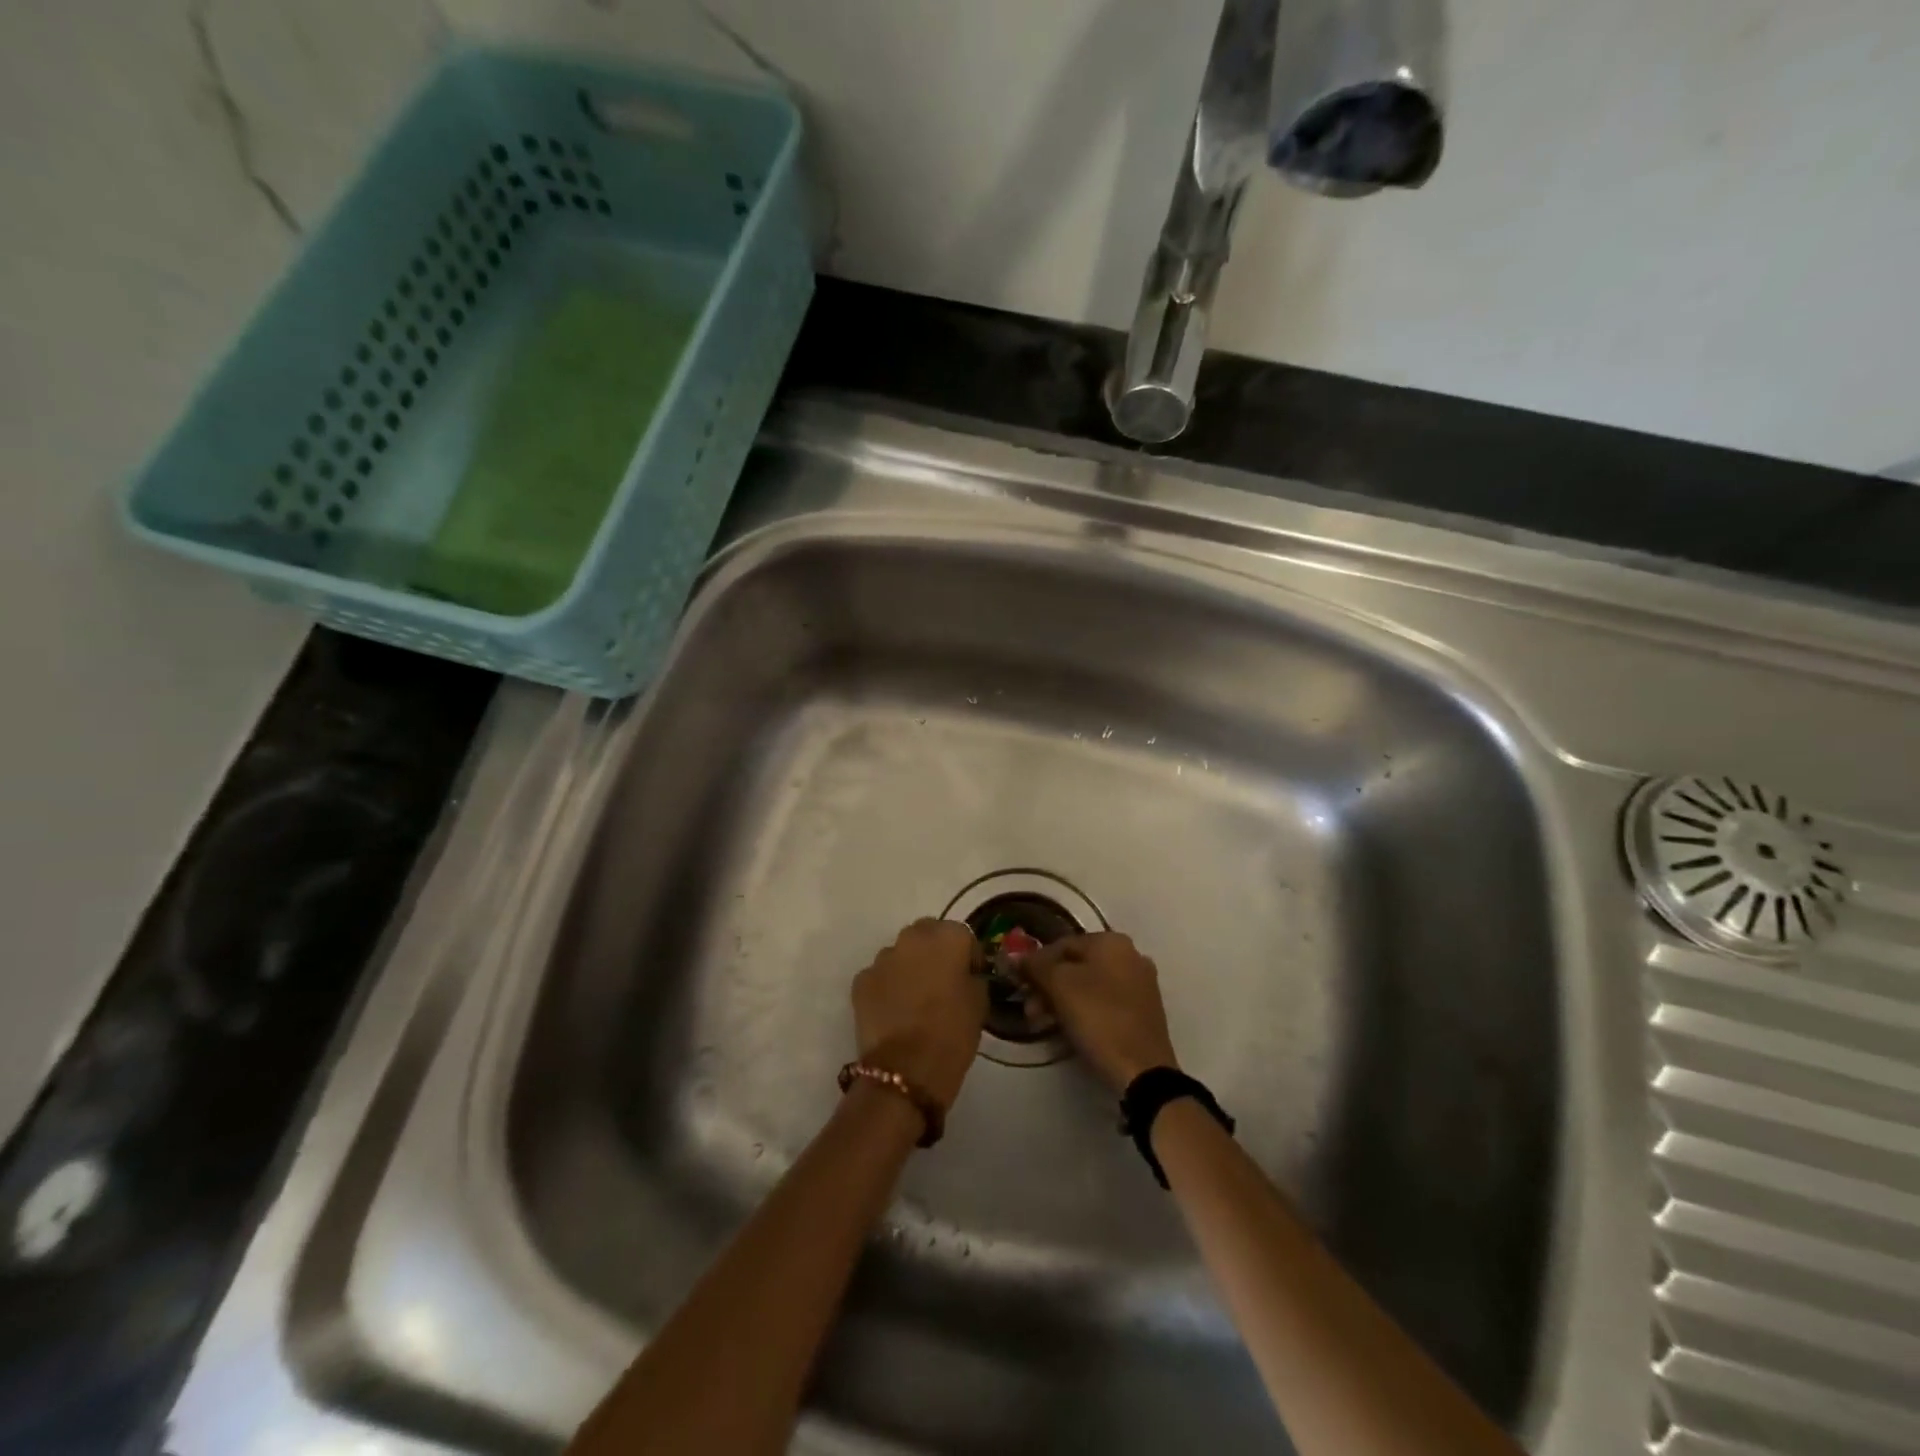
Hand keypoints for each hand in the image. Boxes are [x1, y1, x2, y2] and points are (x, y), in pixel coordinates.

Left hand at [851, 919, 988, 1111]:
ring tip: (915, 1000)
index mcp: (947, 938)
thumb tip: (964, 974)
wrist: (906, 1071)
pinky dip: (887, 987)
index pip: (963, 935)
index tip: (970, 978)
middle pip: (927, 935)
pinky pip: (880, 975)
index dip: (968, 956)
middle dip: (935, 952)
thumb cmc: (952, 1034)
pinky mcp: (861, 980)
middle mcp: (913, 938)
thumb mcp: (980, 1003)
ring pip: (901, 954)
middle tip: (942, 983)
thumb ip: (972, 977)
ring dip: (909, 968)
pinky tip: (894, 1012)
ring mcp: (883, 958)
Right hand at [1019, 932, 1178, 1094]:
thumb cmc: (1099, 1018)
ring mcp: (1140, 984)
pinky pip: (1104, 1002)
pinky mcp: (1143, 1011)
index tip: (1019, 985)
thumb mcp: (1059, 986)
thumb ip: (1034, 966)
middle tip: (1029, 1009)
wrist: (1142, 1071)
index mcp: (1112, 942)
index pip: (1061, 944)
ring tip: (1042, 1023)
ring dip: (1061, 1001)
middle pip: (1075, 965)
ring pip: (1089, 985)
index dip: (1035, 963)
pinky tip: (1067, 1029)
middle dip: (1047, 986)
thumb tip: (1013, 956)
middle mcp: (1130, 955)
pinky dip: (1083, 1011)